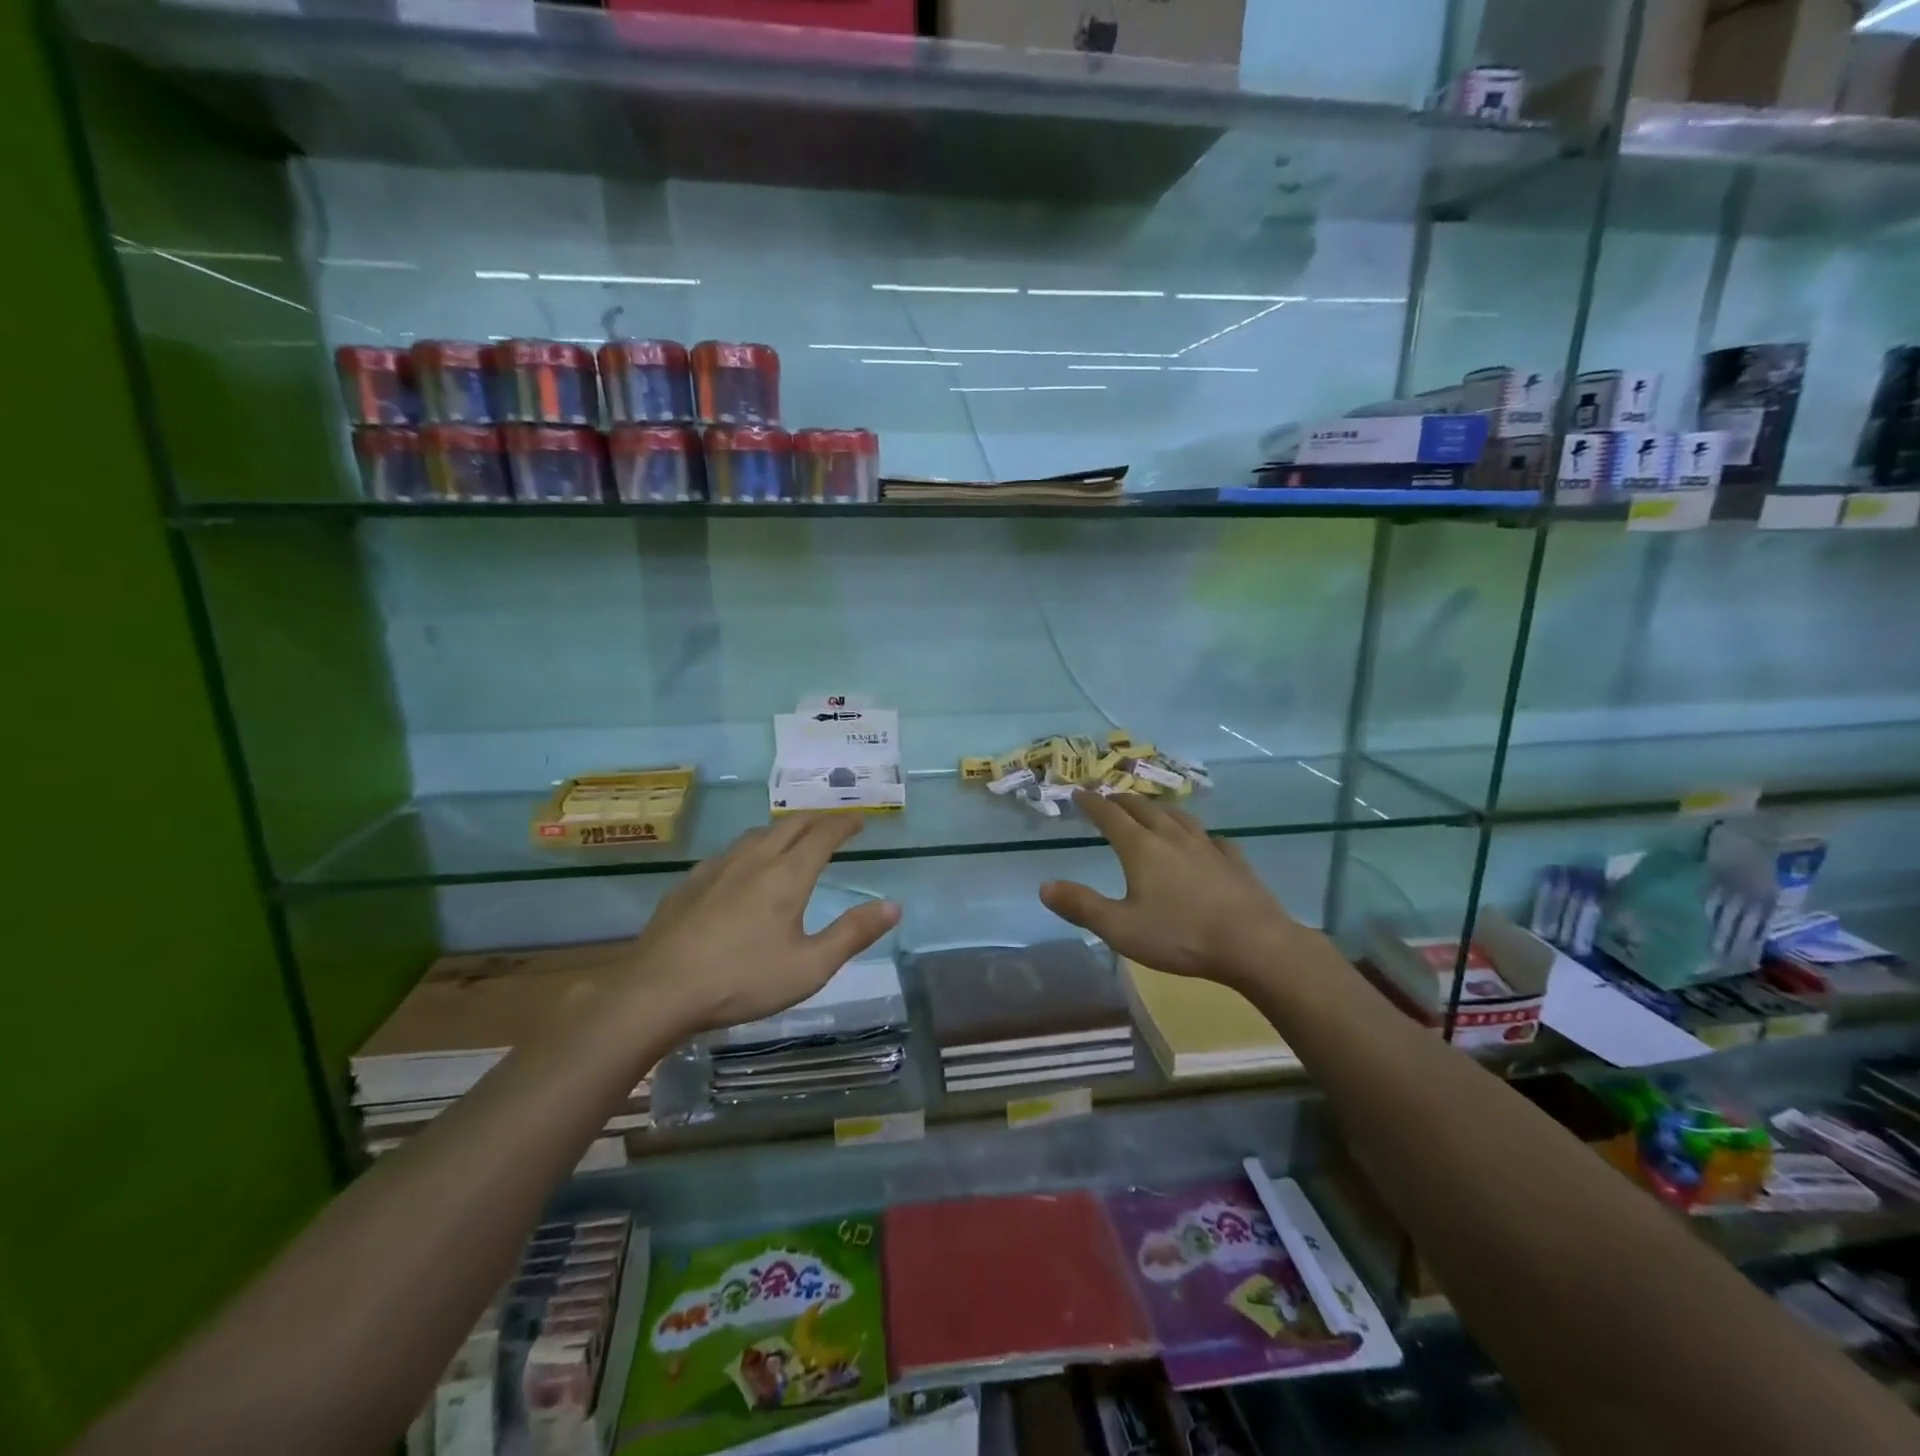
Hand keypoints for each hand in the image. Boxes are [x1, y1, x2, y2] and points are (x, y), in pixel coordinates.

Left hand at [624, 814, 900, 1033]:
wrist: (658, 990)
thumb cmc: (742, 980)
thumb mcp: (809, 967)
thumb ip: (853, 933)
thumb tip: (893, 906)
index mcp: (787, 875)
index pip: (823, 835)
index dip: (844, 824)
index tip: (859, 820)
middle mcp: (754, 859)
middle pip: (791, 825)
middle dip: (817, 820)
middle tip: (833, 826)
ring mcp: (718, 867)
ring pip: (758, 834)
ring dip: (783, 830)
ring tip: (793, 841)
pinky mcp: (691, 882)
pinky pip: (730, 851)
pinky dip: (752, 848)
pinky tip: (743, 868)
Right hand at [1038, 792, 1303, 989]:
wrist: (1254, 944)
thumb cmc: (1180, 936)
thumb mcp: (1120, 928)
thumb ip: (1081, 906)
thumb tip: (1045, 886)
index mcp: (1141, 848)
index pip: (1110, 815)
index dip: (1091, 803)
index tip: (1078, 793)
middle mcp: (1172, 837)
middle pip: (1143, 809)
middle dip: (1122, 801)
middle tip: (1109, 798)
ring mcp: (1208, 847)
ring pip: (1179, 817)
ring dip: (1159, 810)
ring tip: (1152, 811)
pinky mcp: (1235, 862)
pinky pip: (1213, 839)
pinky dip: (1200, 835)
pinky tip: (1206, 842)